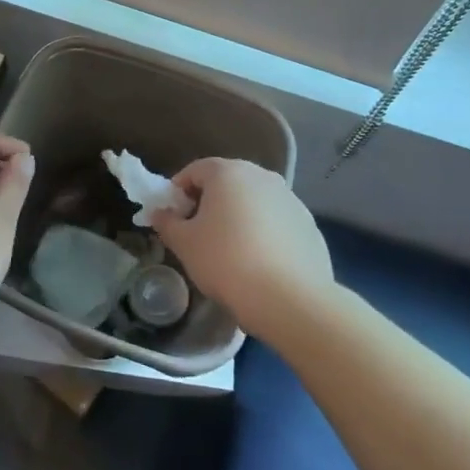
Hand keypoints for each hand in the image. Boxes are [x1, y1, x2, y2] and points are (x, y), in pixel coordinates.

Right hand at [150, 158, 333, 341]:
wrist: (289, 299)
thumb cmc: (226, 261)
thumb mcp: (184, 243)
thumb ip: (167, 223)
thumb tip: (160, 213)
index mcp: (228, 172)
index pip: (194, 170)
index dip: (177, 192)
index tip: (172, 218)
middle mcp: (262, 176)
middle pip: (226, 182)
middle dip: (208, 203)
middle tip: (197, 233)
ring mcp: (290, 199)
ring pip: (253, 201)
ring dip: (237, 216)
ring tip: (229, 250)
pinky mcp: (309, 224)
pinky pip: (275, 221)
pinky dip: (262, 232)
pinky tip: (257, 261)